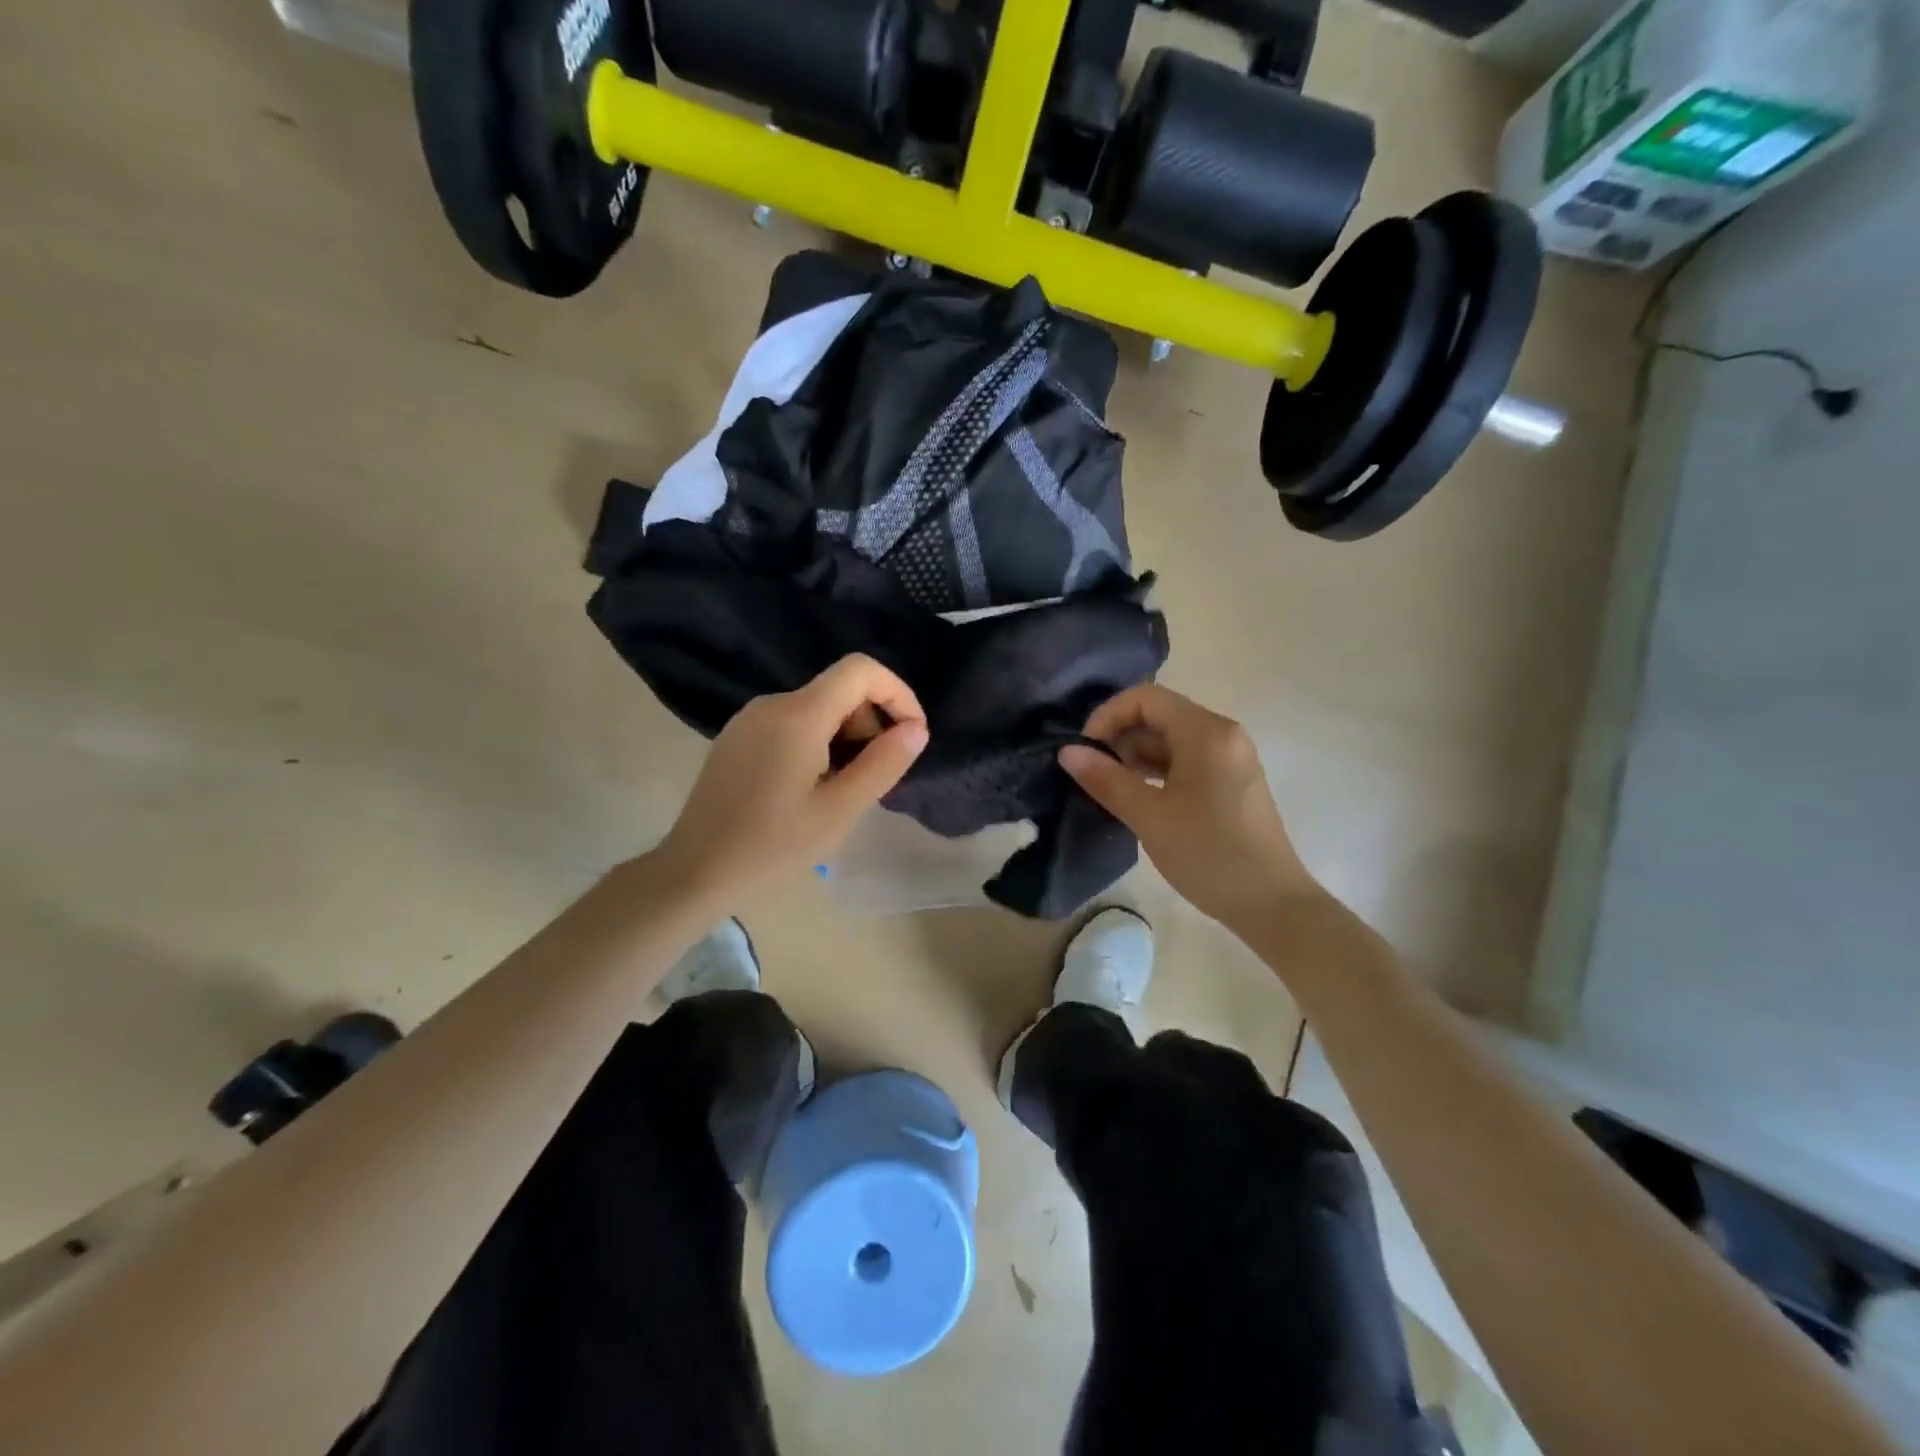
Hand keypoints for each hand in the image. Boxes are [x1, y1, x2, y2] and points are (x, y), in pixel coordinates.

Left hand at [652, 655, 928, 901]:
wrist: (695, 871)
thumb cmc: (773, 846)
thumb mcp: (840, 810)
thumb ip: (883, 764)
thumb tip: (916, 729)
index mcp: (799, 715)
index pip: (861, 670)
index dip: (897, 693)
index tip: (910, 735)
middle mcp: (773, 703)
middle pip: (840, 689)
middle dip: (871, 723)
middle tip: (874, 777)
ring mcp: (750, 718)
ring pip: (818, 707)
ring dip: (846, 736)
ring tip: (842, 789)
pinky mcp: (738, 736)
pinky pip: (793, 722)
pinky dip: (818, 741)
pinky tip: (811, 787)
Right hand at [1059, 684, 1318, 929]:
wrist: (1271, 903)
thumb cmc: (1208, 854)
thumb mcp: (1149, 816)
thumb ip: (1106, 779)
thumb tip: (1067, 751)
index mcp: (1206, 732)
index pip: (1146, 698)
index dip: (1108, 716)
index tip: (1085, 750)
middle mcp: (1222, 734)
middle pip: (1159, 715)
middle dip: (1119, 737)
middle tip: (1092, 774)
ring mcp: (1230, 757)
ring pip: (1171, 739)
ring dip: (1135, 756)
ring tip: (1109, 789)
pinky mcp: (1231, 781)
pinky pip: (1186, 760)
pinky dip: (1157, 771)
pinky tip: (1138, 798)